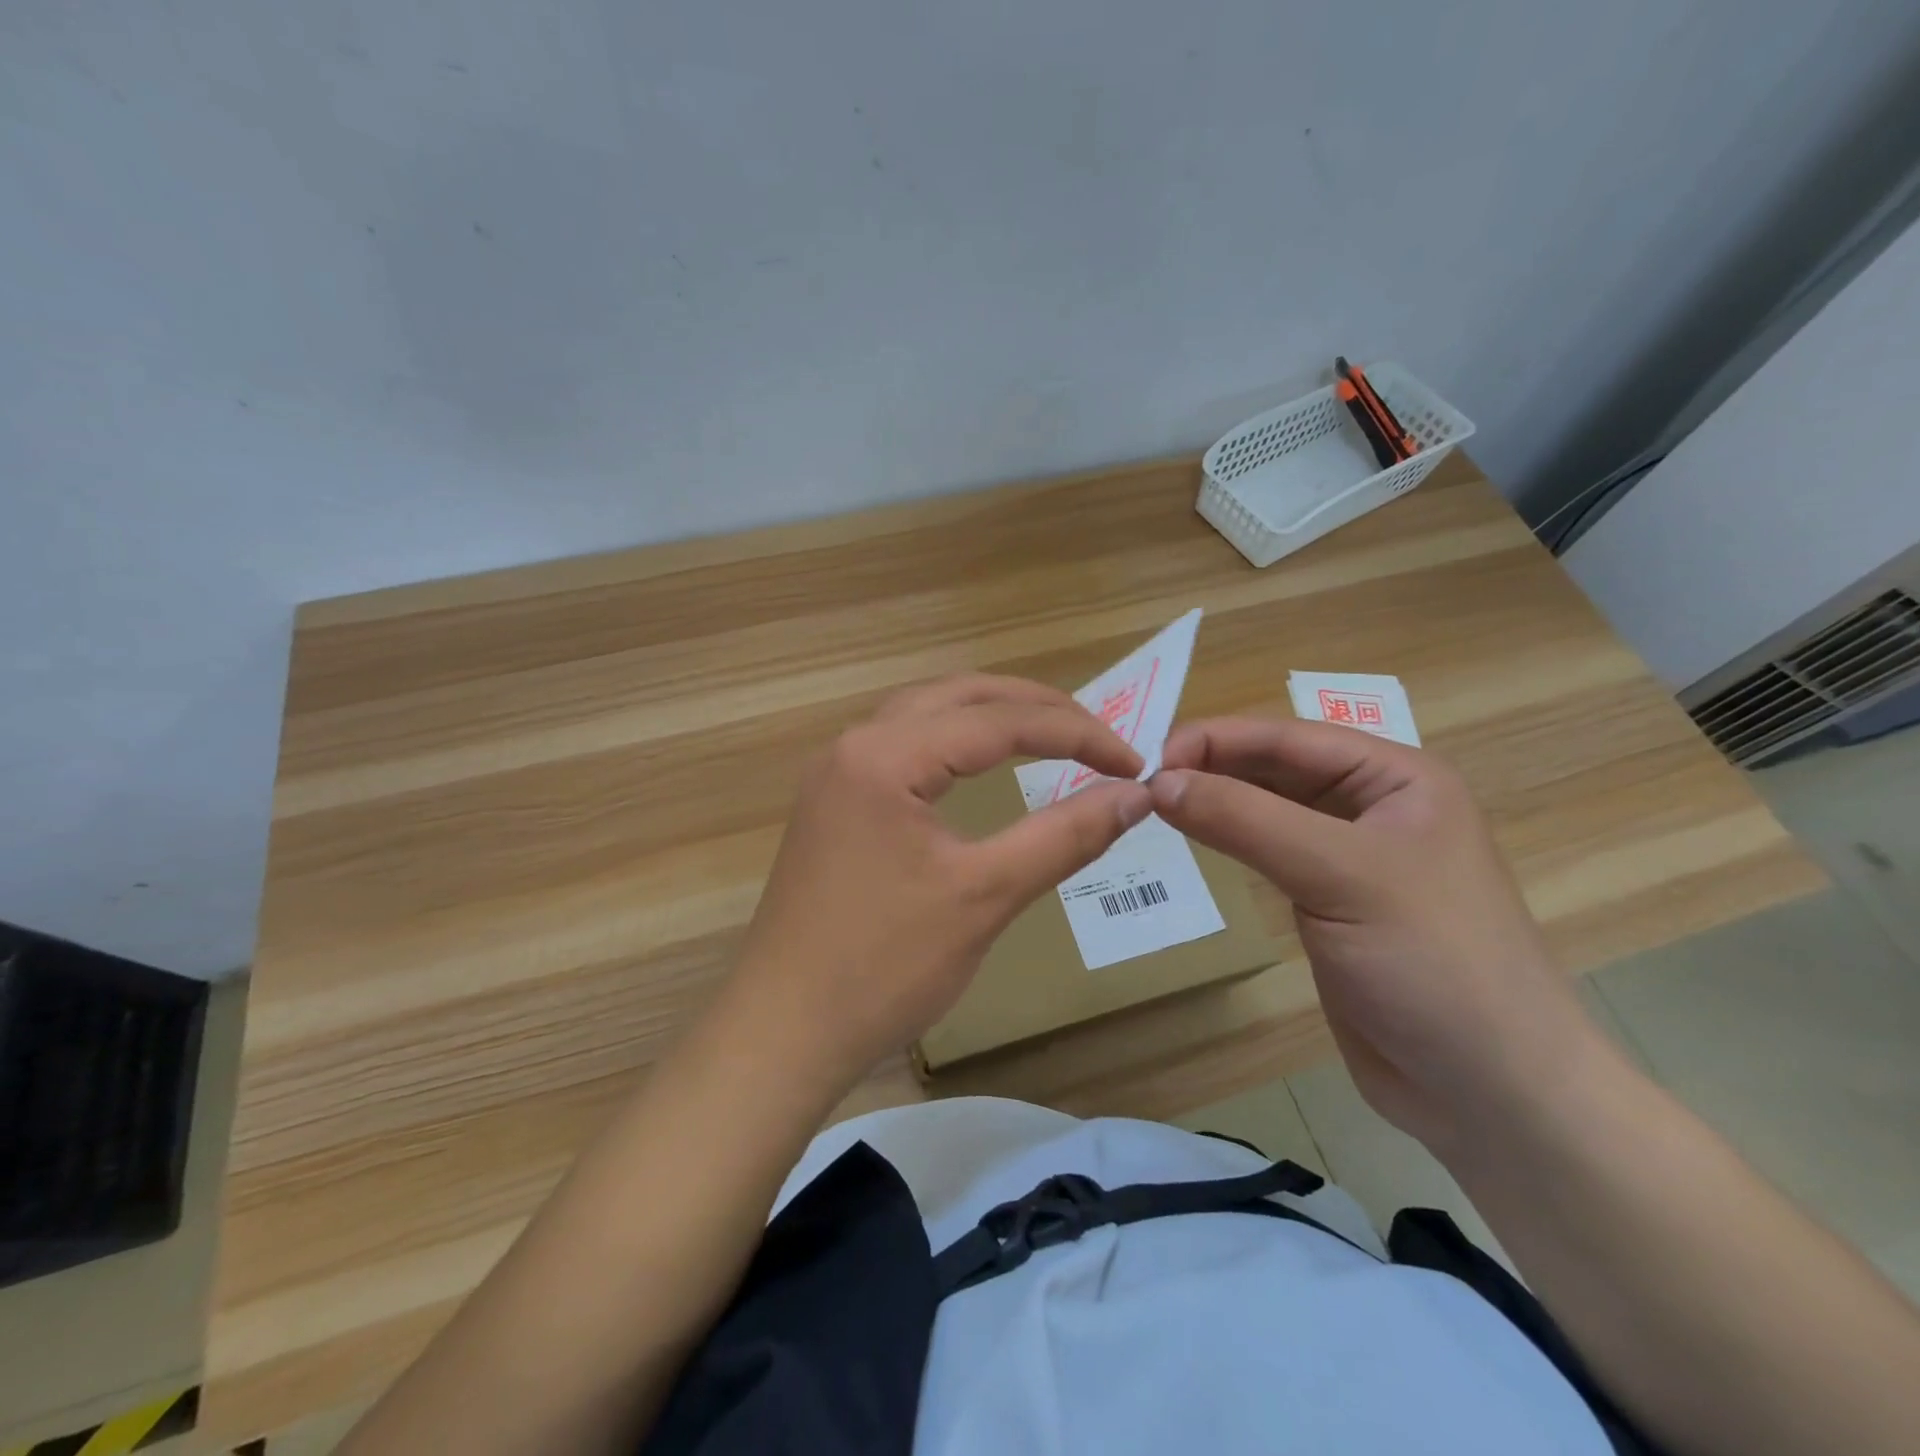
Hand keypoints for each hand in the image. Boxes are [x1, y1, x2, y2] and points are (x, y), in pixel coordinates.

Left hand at [719, 675, 1152, 1096]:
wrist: (784, 1032)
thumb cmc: (884, 966)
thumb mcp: (985, 895)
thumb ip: (1064, 836)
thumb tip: (1137, 796)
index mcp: (884, 754)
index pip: (998, 721)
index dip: (1076, 735)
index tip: (1133, 764)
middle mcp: (854, 743)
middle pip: (959, 697)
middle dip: (1035, 708)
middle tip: (1098, 735)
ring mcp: (836, 772)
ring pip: (927, 715)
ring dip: (991, 717)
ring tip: (1051, 735)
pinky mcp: (833, 803)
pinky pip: (903, 746)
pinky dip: (955, 743)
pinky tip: (978, 763)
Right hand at [1150, 717, 1599, 1152]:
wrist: (1491, 1092)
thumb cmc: (1434, 962)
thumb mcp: (1339, 875)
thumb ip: (1245, 820)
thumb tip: (1159, 782)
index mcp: (1395, 777)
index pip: (1287, 737)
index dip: (1215, 739)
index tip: (1147, 758)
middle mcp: (1371, 806)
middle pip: (1274, 768)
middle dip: (1209, 767)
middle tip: (1138, 782)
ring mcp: (1348, 856)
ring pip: (1265, 810)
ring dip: (1214, 802)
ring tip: (1152, 805)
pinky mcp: (1327, 902)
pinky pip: (1266, 853)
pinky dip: (1226, 840)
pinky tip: (1191, 838)